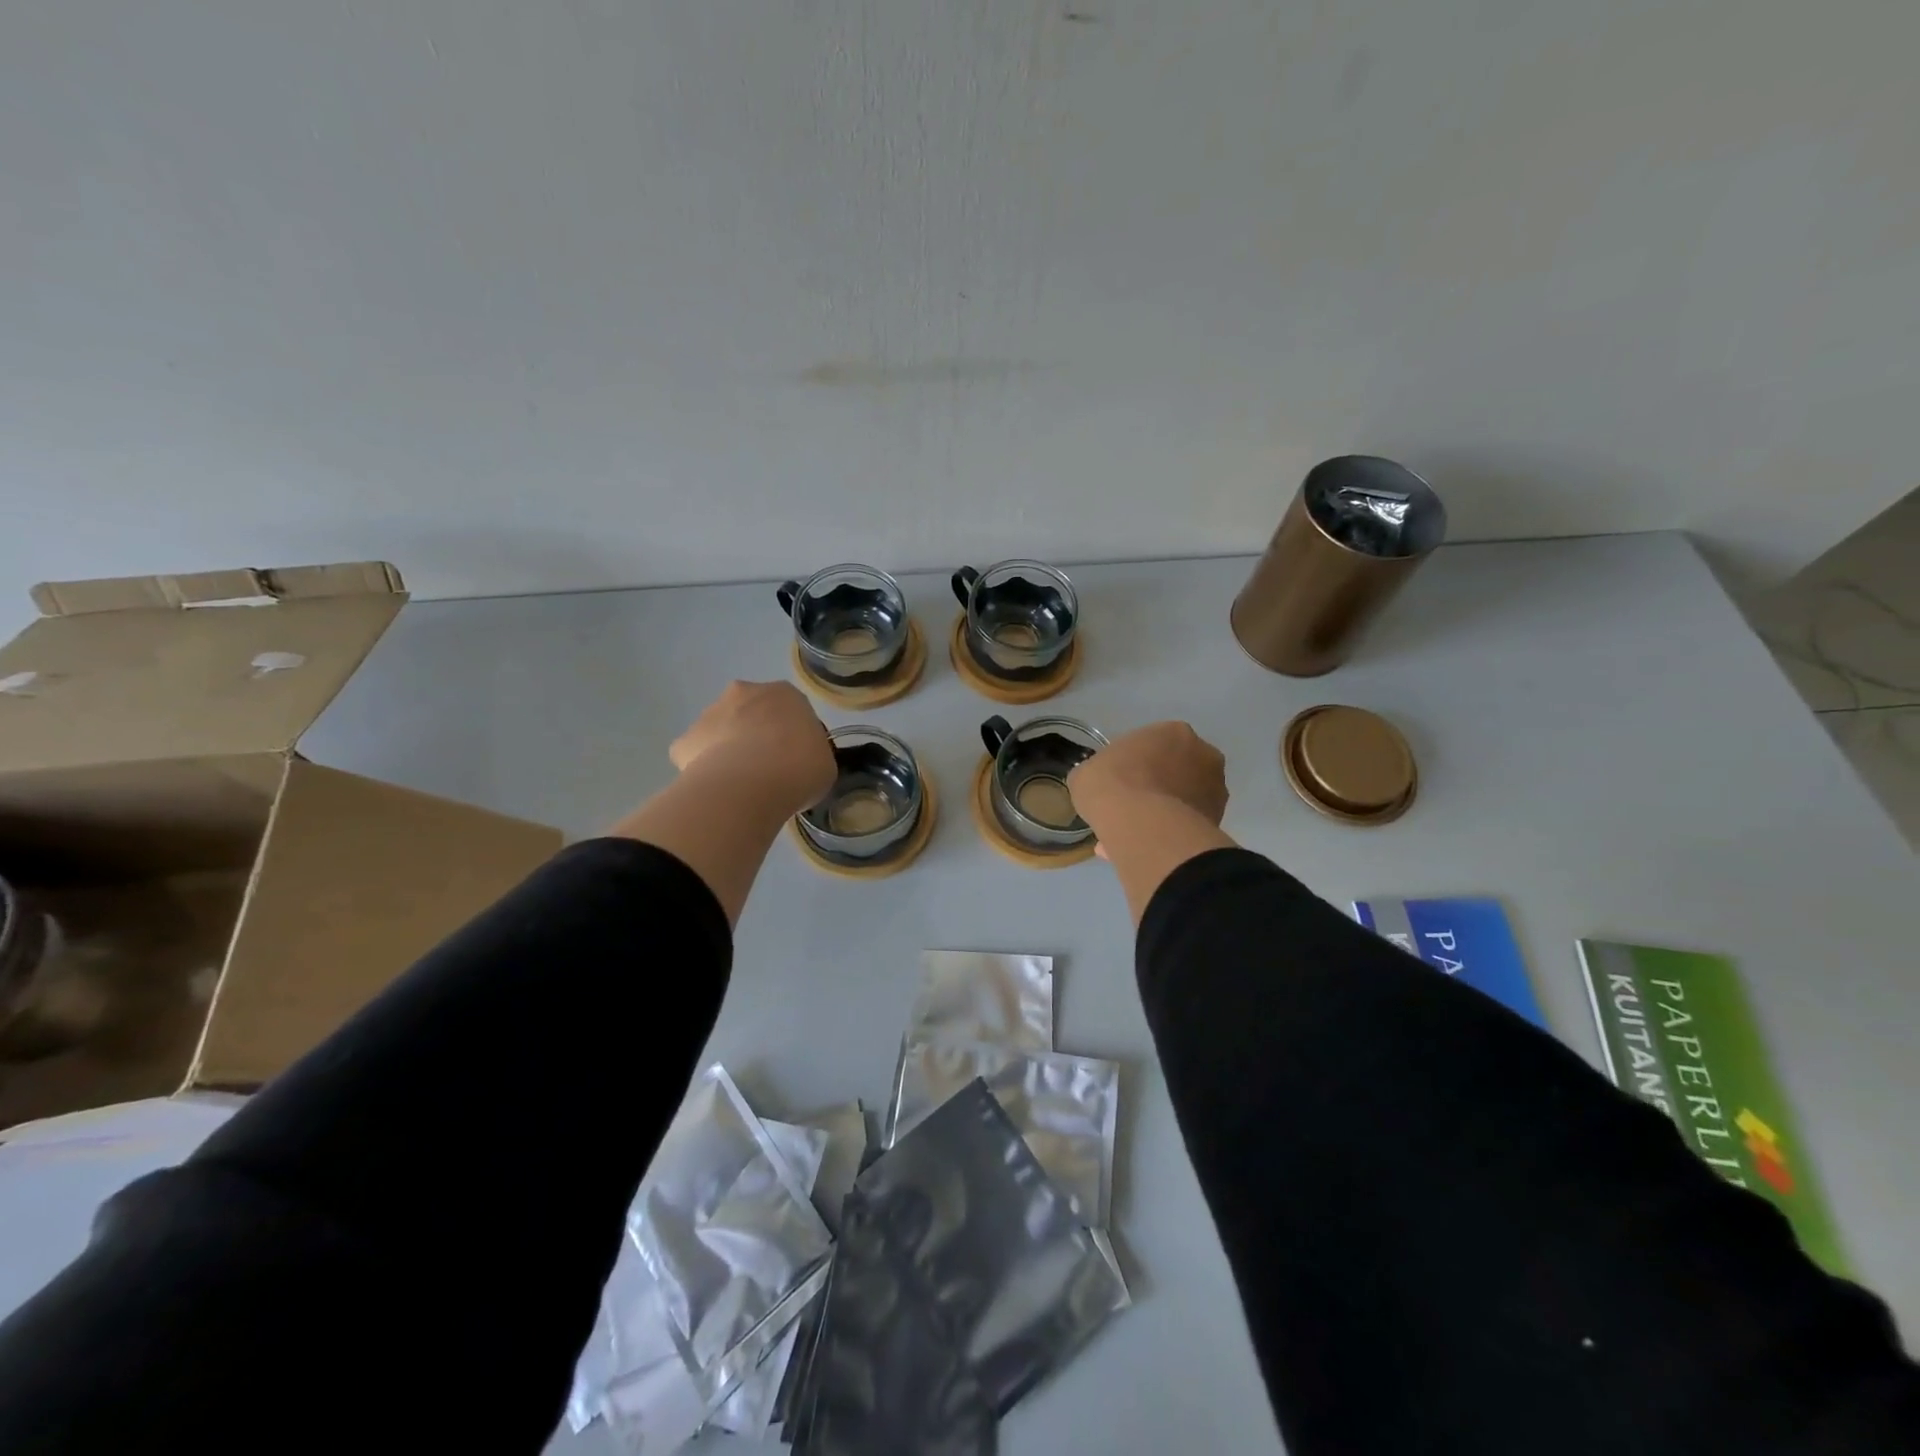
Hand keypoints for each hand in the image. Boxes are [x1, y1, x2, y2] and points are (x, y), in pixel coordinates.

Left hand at [669, 681, 835, 819]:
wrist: (749, 785)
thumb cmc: (798, 768)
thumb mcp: (824, 764)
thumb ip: (812, 755)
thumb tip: (800, 764)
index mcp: (785, 694)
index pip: (792, 711)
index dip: (794, 737)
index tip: (797, 761)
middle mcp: (745, 693)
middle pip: (752, 712)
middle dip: (757, 735)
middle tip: (769, 770)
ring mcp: (710, 714)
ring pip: (722, 730)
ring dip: (730, 750)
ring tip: (742, 786)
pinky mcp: (684, 741)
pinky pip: (697, 755)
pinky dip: (704, 769)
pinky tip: (717, 791)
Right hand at [1069, 721, 1227, 852]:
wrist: (1142, 826)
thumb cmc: (1112, 785)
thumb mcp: (1086, 773)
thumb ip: (1099, 774)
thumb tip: (1098, 786)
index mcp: (1173, 731)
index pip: (1154, 744)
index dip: (1134, 764)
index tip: (1119, 781)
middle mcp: (1203, 754)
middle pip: (1175, 770)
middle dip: (1155, 787)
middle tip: (1129, 808)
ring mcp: (1215, 790)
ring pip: (1183, 801)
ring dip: (1163, 814)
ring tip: (1132, 836)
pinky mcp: (1217, 822)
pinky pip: (1185, 827)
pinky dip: (1167, 835)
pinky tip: (1142, 848)